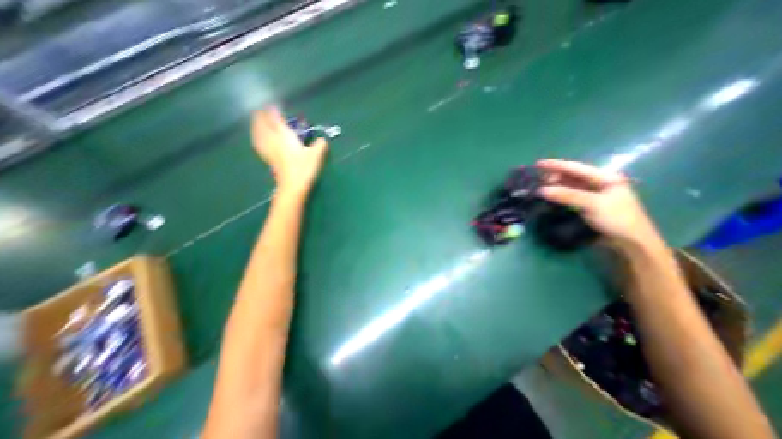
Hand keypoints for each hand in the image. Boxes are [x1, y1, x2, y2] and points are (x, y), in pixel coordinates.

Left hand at [252, 108, 327, 196]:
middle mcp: (273, 139)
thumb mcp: (316, 156)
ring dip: (256, 124)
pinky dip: (256, 136)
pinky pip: (258, 143)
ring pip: (257, 132)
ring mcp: (268, 149)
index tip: (275, 106)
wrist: (292, 186)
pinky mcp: (267, 158)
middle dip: (262, 115)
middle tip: (264, 111)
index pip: (275, 118)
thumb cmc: (304, 169)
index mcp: (284, 135)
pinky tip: (257, 138)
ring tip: (257, 120)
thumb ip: (320, 145)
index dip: (274, 110)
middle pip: (262, 123)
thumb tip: (322, 140)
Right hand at [534, 159, 662, 251]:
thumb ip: (566, 195)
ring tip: (539, 187)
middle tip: (536, 179)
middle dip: (554, 176)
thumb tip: (541, 190)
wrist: (631, 243)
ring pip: (570, 186)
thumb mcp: (592, 204)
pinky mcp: (589, 205)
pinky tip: (550, 196)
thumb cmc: (617, 219)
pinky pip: (570, 195)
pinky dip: (559, 195)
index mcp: (605, 177)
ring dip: (555, 186)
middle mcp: (599, 183)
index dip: (556, 165)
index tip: (537, 164)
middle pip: (572, 175)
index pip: (576, 167)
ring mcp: (594, 194)